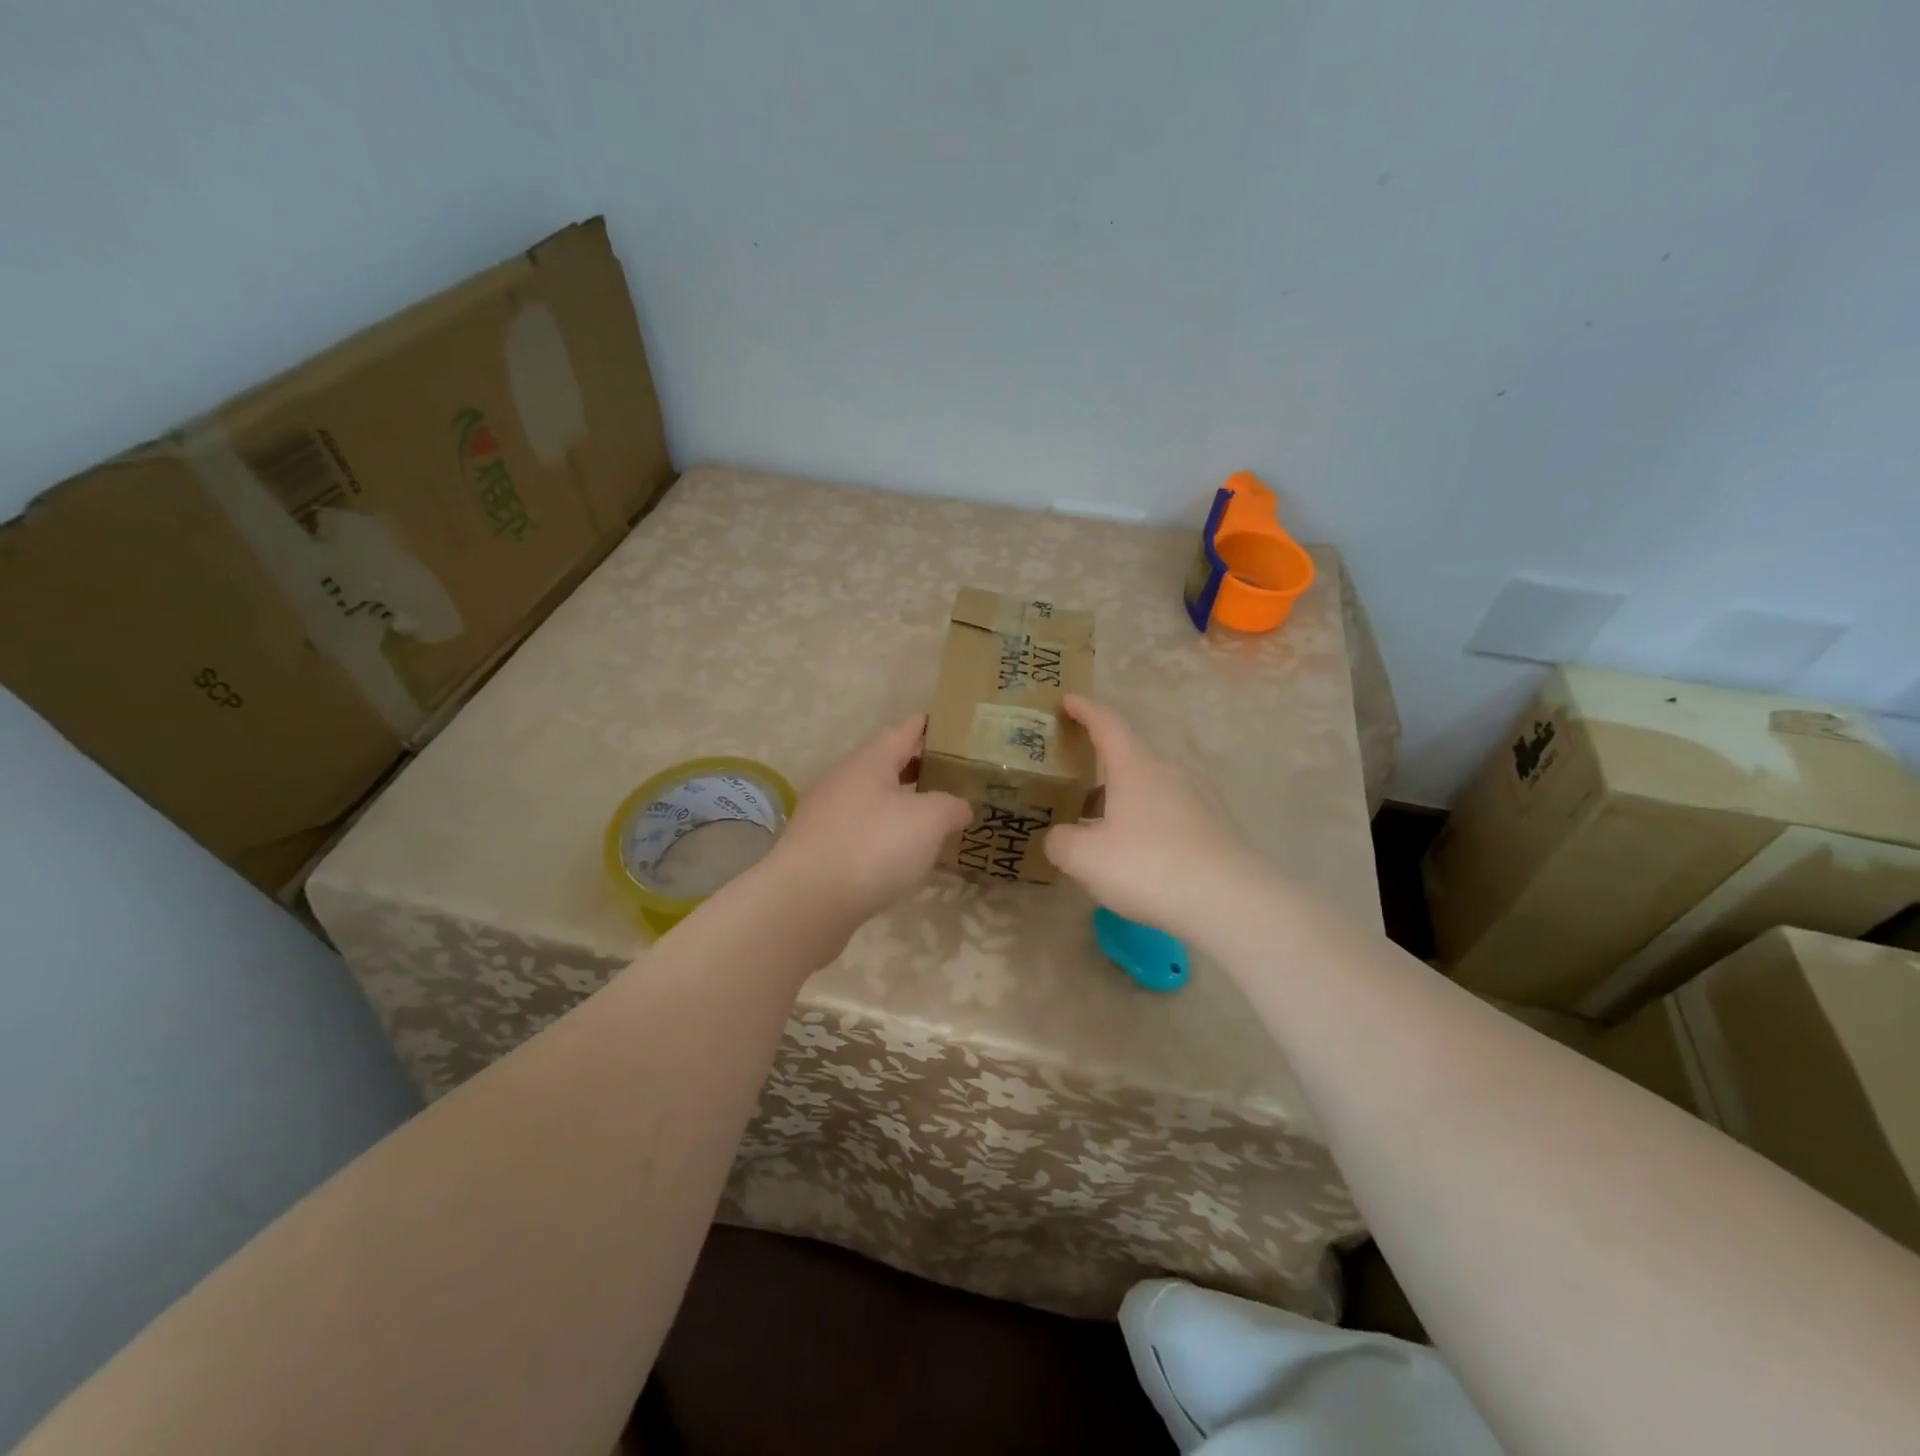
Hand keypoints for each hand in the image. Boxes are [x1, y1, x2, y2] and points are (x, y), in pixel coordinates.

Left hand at [760, 713, 971, 940]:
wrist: (806, 902)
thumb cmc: (873, 846)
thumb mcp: (928, 820)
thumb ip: (950, 806)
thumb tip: (961, 807)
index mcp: (869, 762)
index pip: (901, 731)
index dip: (923, 726)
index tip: (942, 721)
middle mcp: (843, 780)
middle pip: (883, 764)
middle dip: (914, 766)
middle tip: (948, 772)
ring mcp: (826, 815)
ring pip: (871, 799)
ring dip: (899, 802)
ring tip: (930, 814)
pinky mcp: (818, 849)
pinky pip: (860, 830)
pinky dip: (883, 833)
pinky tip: (900, 852)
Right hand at [1045, 695, 1263, 939]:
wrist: (1229, 902)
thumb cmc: (1148, 866)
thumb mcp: (1084, 858)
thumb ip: (1061, 841)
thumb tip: (1061, 837)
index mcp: (1136, 767)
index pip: (1107, 724)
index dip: (1085, 710)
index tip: (1067, 700)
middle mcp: (1171, 772)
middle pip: (1131, 758)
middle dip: (1101, 768)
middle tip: (1075, 783)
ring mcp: (1200, 798)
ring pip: (1152, 788)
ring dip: (1125, 799)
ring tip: (1103, 826)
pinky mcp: (1217, 827)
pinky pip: (1172, 813)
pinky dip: (1148, 822)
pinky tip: (1139, 853)